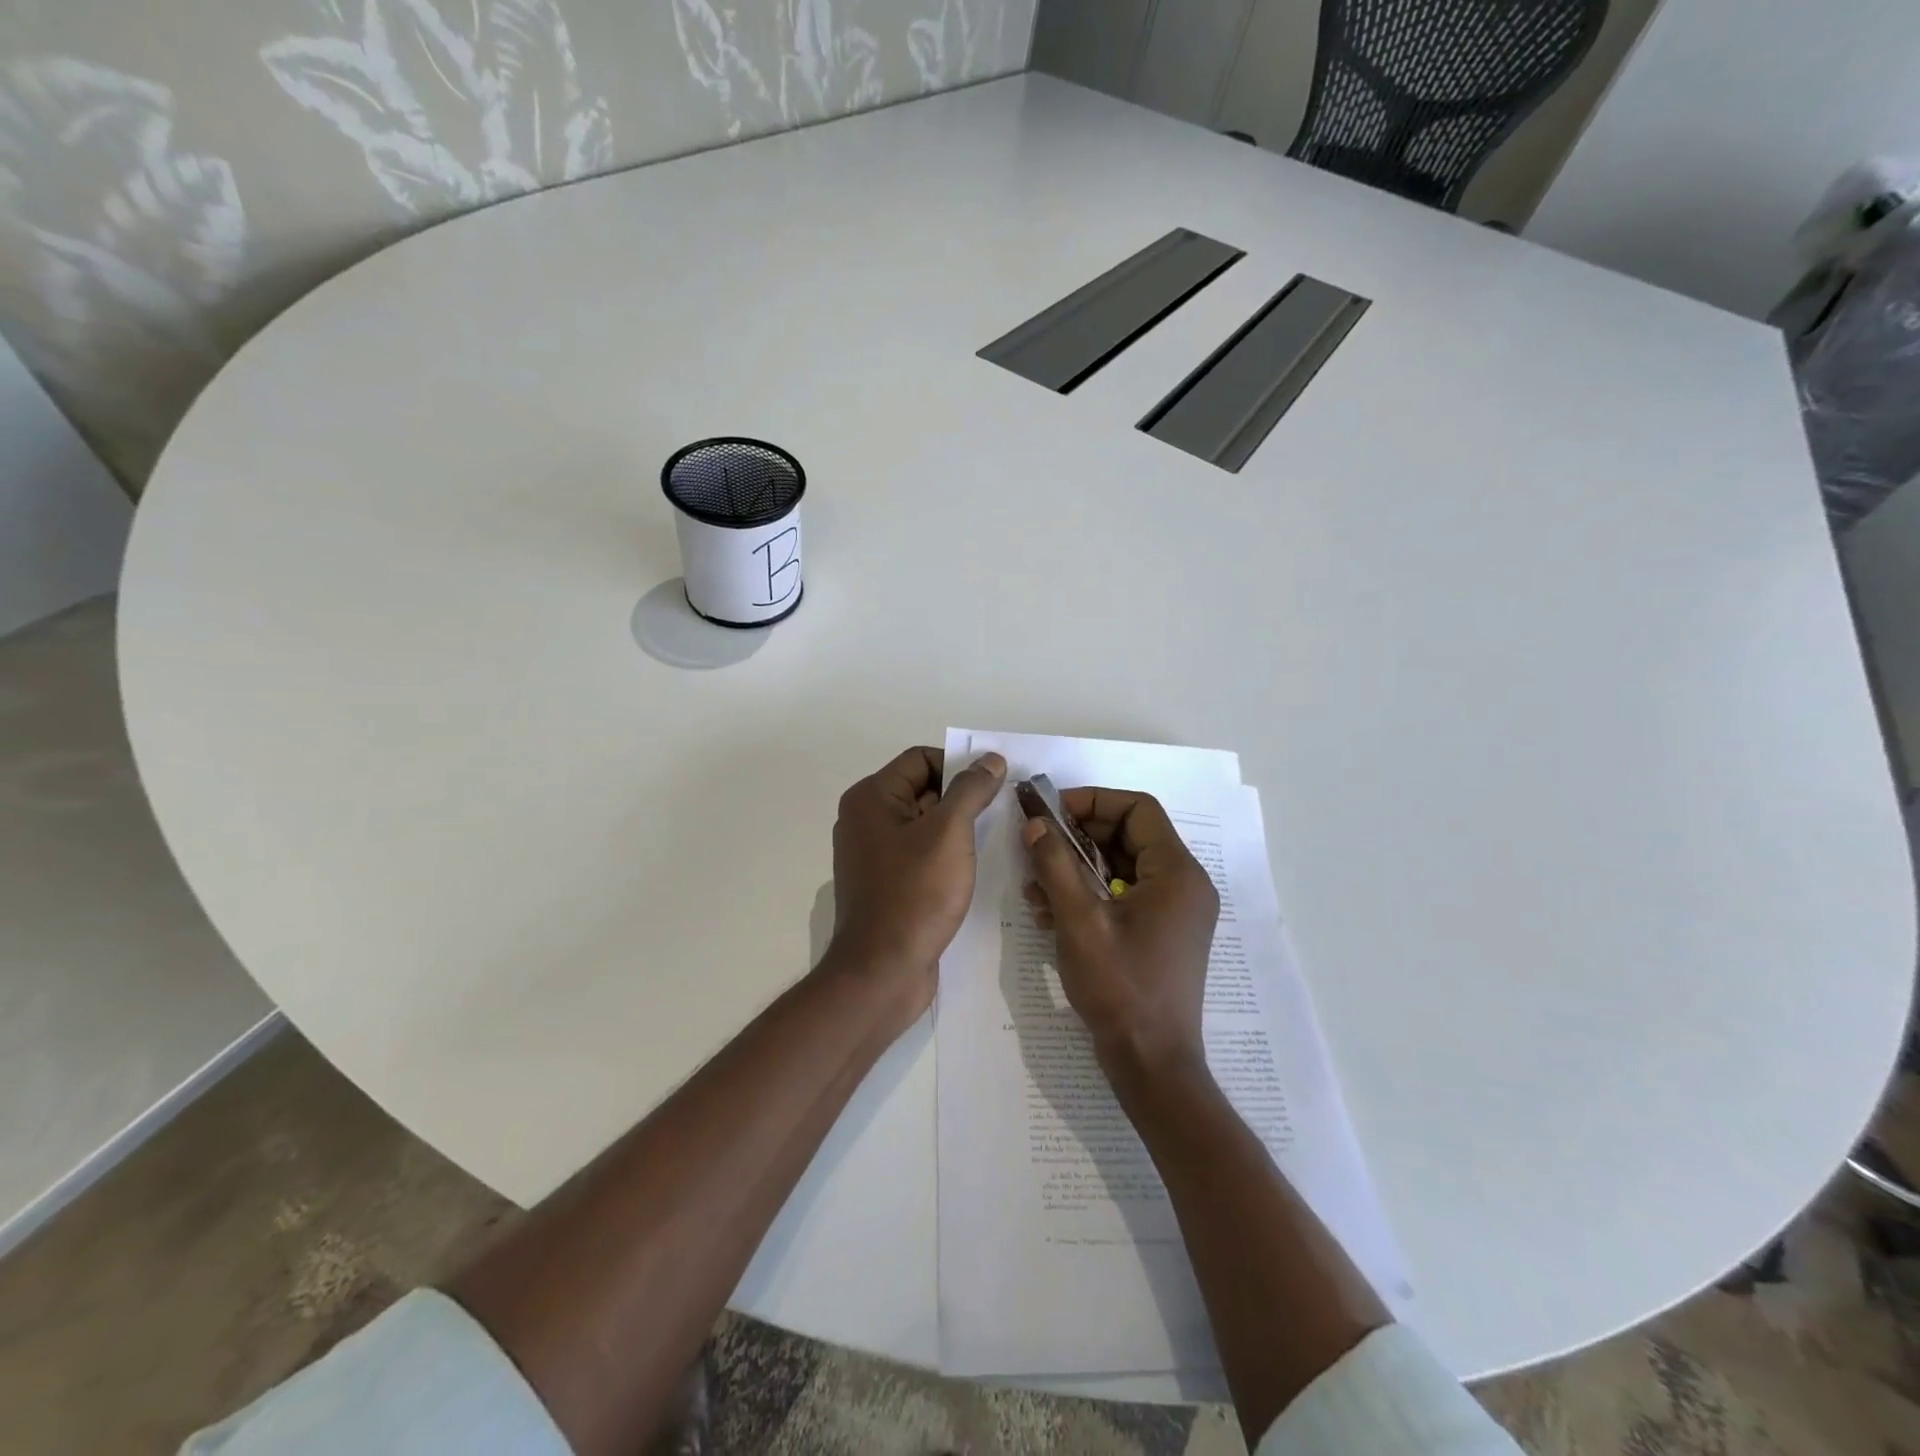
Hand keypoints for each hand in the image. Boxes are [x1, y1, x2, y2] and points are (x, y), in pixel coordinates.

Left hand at [826, 746, 1006, 1019]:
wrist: (883, 972)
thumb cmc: (914, 895)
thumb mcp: (949, 833)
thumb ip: (971, 790)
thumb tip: (991, 759)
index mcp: (872, 798)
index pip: (921, 759)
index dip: (959, 766)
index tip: (996, 785)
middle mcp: (866, 820)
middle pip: (923, 790)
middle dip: (963, 798)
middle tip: (1004, 812)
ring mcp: (874, 855)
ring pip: (925, 825)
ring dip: (959, 829)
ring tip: (997, 839)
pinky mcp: (886, 884)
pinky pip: (921, 855)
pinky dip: (947, 856)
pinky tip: (977, 869)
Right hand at [1023, 788, 1219, 1081]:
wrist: (1151, 1063)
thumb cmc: (1120, 987)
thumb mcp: (1079, 921)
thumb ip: (1055, 865)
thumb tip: (1034, 824)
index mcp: (1176, 873)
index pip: (1138, 808)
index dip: (1092, 801)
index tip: (1051, 811)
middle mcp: (1183, 884)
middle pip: (1128, 835)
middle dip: (1078, 836)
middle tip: (1036, 843)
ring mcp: (1174, 910)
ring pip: (1121, 866)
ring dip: (1077, 867)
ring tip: (1035, 882)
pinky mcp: (1160, 932)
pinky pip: (1123, 894)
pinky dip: (1088, 893)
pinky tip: (1048, 910)